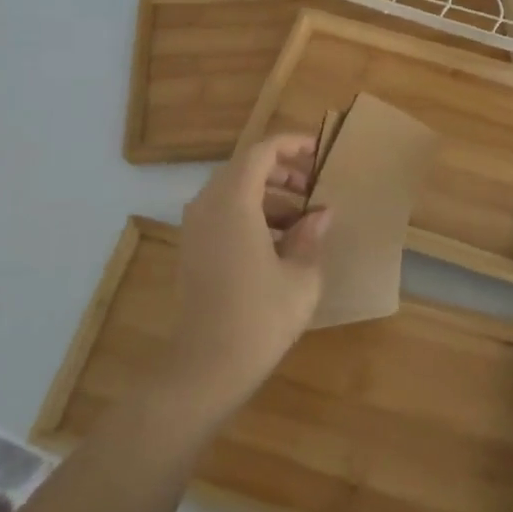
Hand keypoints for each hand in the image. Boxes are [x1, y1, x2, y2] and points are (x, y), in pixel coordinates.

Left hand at [165, 134, 331, 419]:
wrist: (206, 366)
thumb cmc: (260, 317)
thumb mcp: (301, 276)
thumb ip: (311, 235)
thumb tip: (320, 213)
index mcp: (233, 201)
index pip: (262, 151)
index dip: (292, 145)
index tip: (320, 152)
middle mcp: (207, 205)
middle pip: (244, 168)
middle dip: (282, 171)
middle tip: (314, 187)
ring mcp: (194, 227)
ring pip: (232, 191)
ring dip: (268, 195)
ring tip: (304, 217)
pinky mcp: (192, 249)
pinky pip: (222, 213)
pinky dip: (250, 214)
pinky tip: (279, 241)